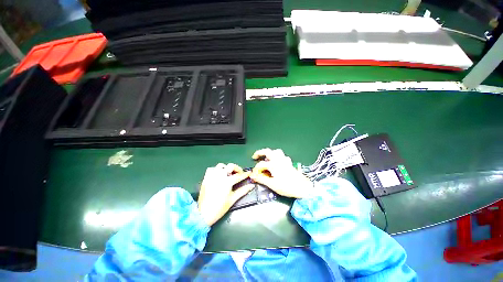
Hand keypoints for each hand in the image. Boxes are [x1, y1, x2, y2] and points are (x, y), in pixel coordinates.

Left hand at [198, 163, 252, 225]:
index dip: (245, 174)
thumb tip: (251, 185)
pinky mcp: (206, 178)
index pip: (239, 175)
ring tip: (229, 174)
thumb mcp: (233, 199)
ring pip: (220, 166)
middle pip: (230, 166)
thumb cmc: (220, 207)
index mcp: (227, 181)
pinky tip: (219, 175)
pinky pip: (212, 169)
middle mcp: (219, 176)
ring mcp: (212, 176)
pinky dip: (217, 170)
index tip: (249, 172)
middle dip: (237, 168)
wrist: (204, 214)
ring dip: (226, 168)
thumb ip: (243, 191)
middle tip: (239, 173)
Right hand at [250, 148, 312, 198]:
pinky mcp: (289, 162)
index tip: (253, 174)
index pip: (261, 164)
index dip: (255, 169)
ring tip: (266, 158)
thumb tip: (253, 176)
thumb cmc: (287, 186)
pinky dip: (278, 157)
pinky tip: (277, 162)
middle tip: (255, 157)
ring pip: (276, 151)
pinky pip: (282, 156)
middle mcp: (278, 160)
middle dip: (259, 152)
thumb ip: (261, 179)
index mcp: (273, 164)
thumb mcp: (272, 184)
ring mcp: (284, 160)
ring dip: (270, 153)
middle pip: (267, 151)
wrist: (302, 187)